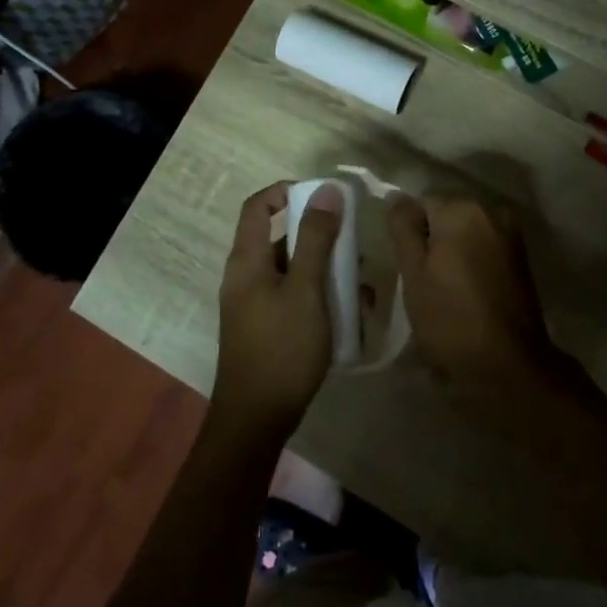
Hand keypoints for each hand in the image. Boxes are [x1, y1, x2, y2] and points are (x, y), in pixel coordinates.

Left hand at [212, 182, 342, 439]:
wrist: (257, 416)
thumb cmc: (283, 348)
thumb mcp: (306, 290)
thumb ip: (315, 240)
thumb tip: (325, 190)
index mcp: (247, 260)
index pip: (258, 206)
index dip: (287, 191)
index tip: (324, 197)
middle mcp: (245, 276)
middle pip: (279, 238)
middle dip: (318, 237)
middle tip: (353, 247)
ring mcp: (254, 303)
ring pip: (291, 270)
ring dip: (325, 270)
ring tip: (360, 286)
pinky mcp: (265, 326)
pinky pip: (293, 296)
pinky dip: (319, 295)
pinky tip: (350, 313)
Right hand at [384, 194, 567, 391]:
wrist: (505, 364)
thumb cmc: (450, 318)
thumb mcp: (414, 273)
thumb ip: (404, 228)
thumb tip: (396, 196)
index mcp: (463, 210)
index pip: (421, 202)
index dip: (408, 232)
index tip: (406, 264)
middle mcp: (492, 211)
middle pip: (447, 213)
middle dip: (432, 238)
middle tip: (421, 279)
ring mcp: (511, 234)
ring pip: (466, 231)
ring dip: (452, 250)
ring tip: (442, 287)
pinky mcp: (521, 257)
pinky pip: (484, 246)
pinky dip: (471, 260)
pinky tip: (464, 289)